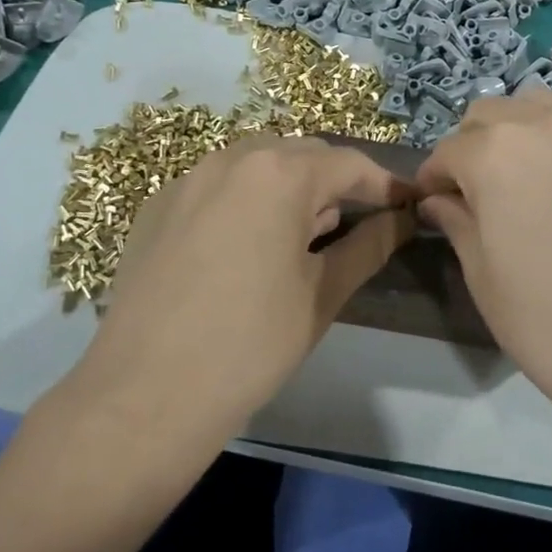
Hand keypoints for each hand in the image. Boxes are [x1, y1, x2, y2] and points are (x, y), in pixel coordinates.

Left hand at [73, 134, 414, 434]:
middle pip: (302, 155)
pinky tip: (248, 245)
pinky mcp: (157, 207)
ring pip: (257, 165)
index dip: (384, 185)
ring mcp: (187, 180)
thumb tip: (402, 220)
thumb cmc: (251, 344)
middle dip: (336, 181)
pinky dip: (247, 200)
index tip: (407, 205)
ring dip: (290, 187)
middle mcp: (231, 159)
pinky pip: (218, 186)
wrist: (144, 396)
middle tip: (359, 222)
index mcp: (279, 174)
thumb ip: (369, 246)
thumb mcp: (322, 294)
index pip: (349, 164)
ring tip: (305, 233)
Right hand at [413, 90, 551, 440]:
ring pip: (541, 110)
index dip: (433, 178)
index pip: (447, 150)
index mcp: (495, 152)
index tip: (432, 203)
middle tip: (475, 193)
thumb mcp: (483, 274)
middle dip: (472, 146)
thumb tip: (439, 201)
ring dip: (518, 133)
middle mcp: (545, 126)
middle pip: (491, 114)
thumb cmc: (546, 319)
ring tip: (521, 181)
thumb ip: (456, 222)